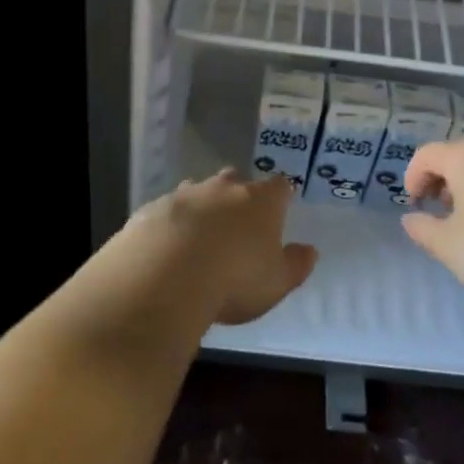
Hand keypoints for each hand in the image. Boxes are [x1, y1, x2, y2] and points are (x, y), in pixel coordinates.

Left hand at [130, 169, 317, 325]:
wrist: (165, 275)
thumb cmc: (234, 279)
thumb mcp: (276, 283)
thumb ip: (295, 265)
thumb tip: (309, 250)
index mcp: (260, 201)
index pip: (279, 187)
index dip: (281, 196)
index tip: (281, 206)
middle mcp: (224, 188)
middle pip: (236, 180)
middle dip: (238, 195)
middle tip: (238, 221)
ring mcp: (185, 194)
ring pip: (199, 192)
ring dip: (203, 207)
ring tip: (201, 236)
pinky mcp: (153, 209)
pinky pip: (168, 211)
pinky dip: (172, 223)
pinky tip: (168, 248)